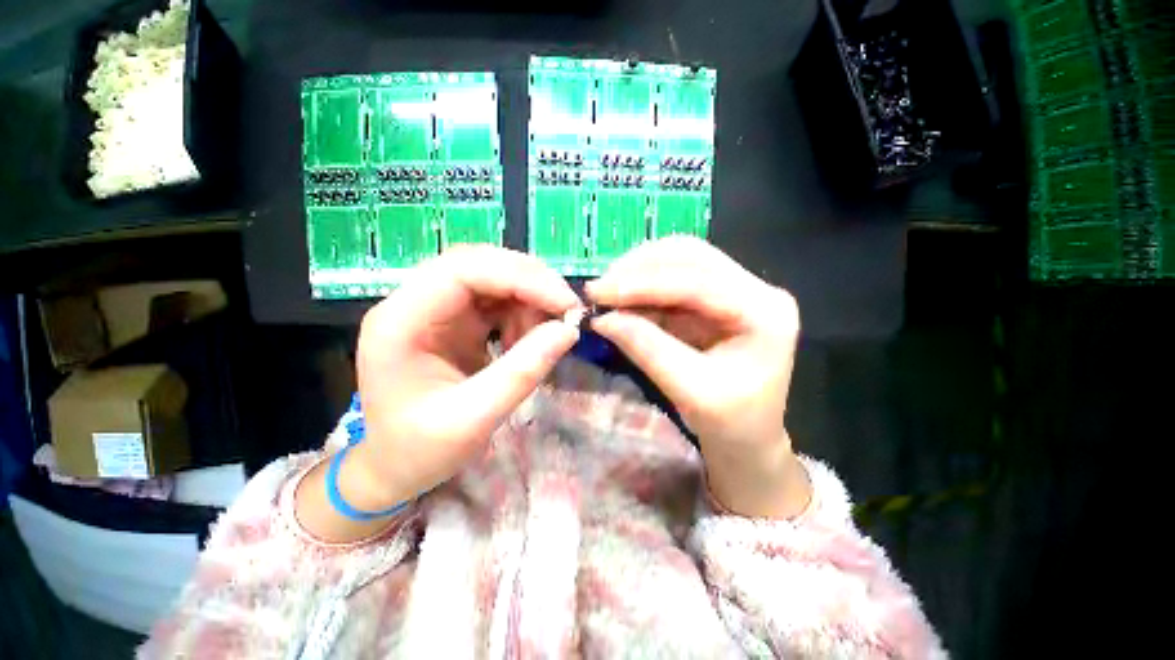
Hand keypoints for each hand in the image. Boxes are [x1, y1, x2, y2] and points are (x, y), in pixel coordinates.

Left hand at [298, 246, 579, 540]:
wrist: (392, 468)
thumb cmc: (419, 451)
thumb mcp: (473, 420)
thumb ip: (522, 372)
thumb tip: (569, 331)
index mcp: (400, 322)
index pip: (463, 270)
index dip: (521, 278)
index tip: (565, 304)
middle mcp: (413, 303)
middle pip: (479, 264)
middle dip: (531, 283)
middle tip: (567, 311)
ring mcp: (435, 308)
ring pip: (492, 277)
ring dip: (529, 300)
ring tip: (543, 337)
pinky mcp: (454, 318)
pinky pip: (496, 298)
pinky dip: (522, 313)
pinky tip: (525, 341)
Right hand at [586, 236, 809, 518]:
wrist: (749, 440)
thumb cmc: (731, 424)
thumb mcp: (689, 391)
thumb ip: (646, 348)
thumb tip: (601, 319)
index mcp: (764, 312)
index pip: (697, 282)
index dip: (642, 284)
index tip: (599, 291)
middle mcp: (755, 290)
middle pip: (691, 257)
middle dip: (639, 269)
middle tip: (600, 288)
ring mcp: (736, 290)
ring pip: (681, 261)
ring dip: (639, 272)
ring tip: (607, 292)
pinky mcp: (715, 299)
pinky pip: (675, 280)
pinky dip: (644, 288)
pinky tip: (622, 299)